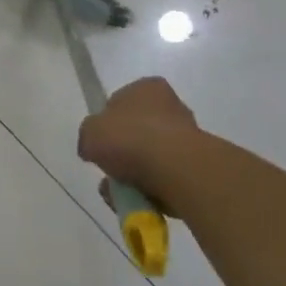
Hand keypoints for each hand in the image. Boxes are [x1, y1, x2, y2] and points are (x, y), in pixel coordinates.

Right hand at [77, 77, 197, 199]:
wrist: (176, 170)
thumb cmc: (130, 138)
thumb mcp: (89, 132)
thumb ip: (88, 136)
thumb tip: (93, 148)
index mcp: (147, 88)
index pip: (121, 102)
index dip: (107, 123)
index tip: (99, 142)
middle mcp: (172, 106)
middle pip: (137, 132)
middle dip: (122, 153)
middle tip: (109, 170)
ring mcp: (188, 136)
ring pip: (150, 158)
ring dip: (134, 174)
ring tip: (121, 191)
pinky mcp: (197, 165)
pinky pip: (164, 177)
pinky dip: (151, 188)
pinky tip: (140, 198)